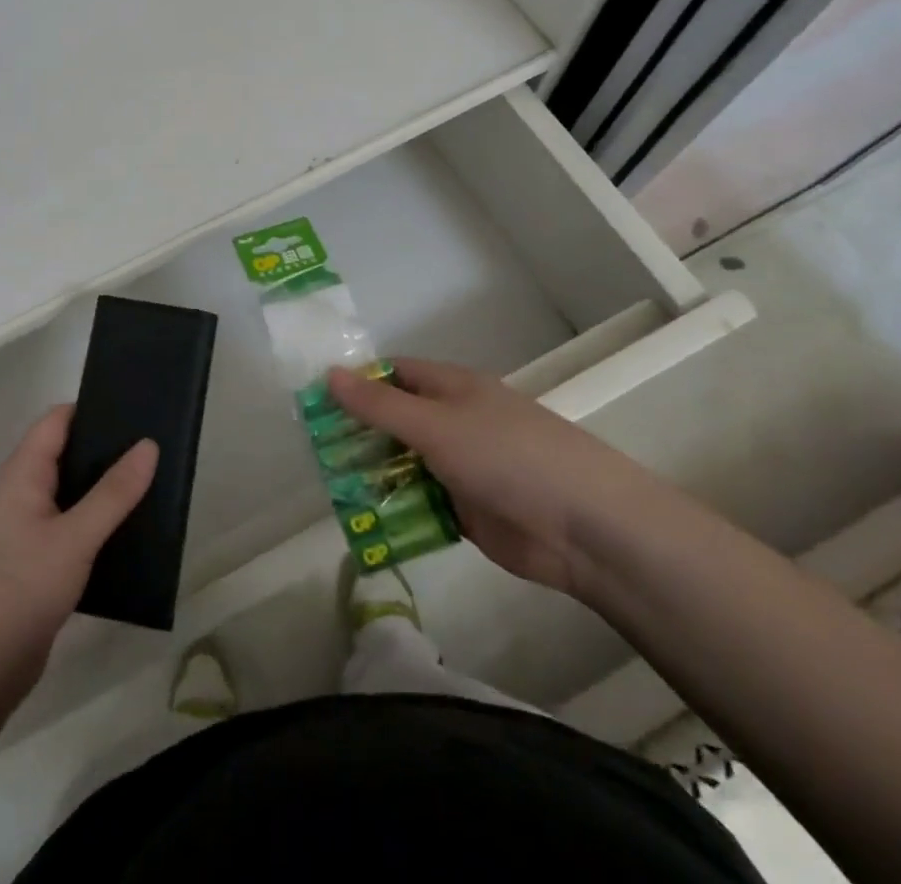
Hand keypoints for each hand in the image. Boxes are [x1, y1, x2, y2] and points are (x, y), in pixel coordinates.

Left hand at [0, 406, 156, 705]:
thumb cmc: (19, 592)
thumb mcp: (74, 539)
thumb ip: (113, 493)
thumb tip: (148, 445)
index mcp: (19, 475)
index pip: (56, 422)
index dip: (93, 409)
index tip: (135, 410)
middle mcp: (16, 495)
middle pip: (62, 455)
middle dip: (103, 451)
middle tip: (152, 449)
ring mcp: (19, 532)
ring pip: (66, 496)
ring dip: (100, 491)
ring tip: (148, 487)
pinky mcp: (27, 566)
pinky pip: (64, 529)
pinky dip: (91, 525)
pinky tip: (123, 535)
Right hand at [327, 357, 654, 597]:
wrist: (585, 528)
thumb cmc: (506, 456)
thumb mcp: (435, 424)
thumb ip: (380, 405)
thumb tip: (329, 373)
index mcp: (451, 388)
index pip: (394, 374)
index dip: (357, 382)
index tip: (317, 402)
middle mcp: (454, 422)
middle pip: (395, 420)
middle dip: (358, 433)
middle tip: (315, 450)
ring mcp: (461, 467)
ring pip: (405, 464)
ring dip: (374, 474)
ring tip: (331, 487)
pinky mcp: (467, 510)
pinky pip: (421, 503)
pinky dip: (397, 509)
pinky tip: (365, 521)